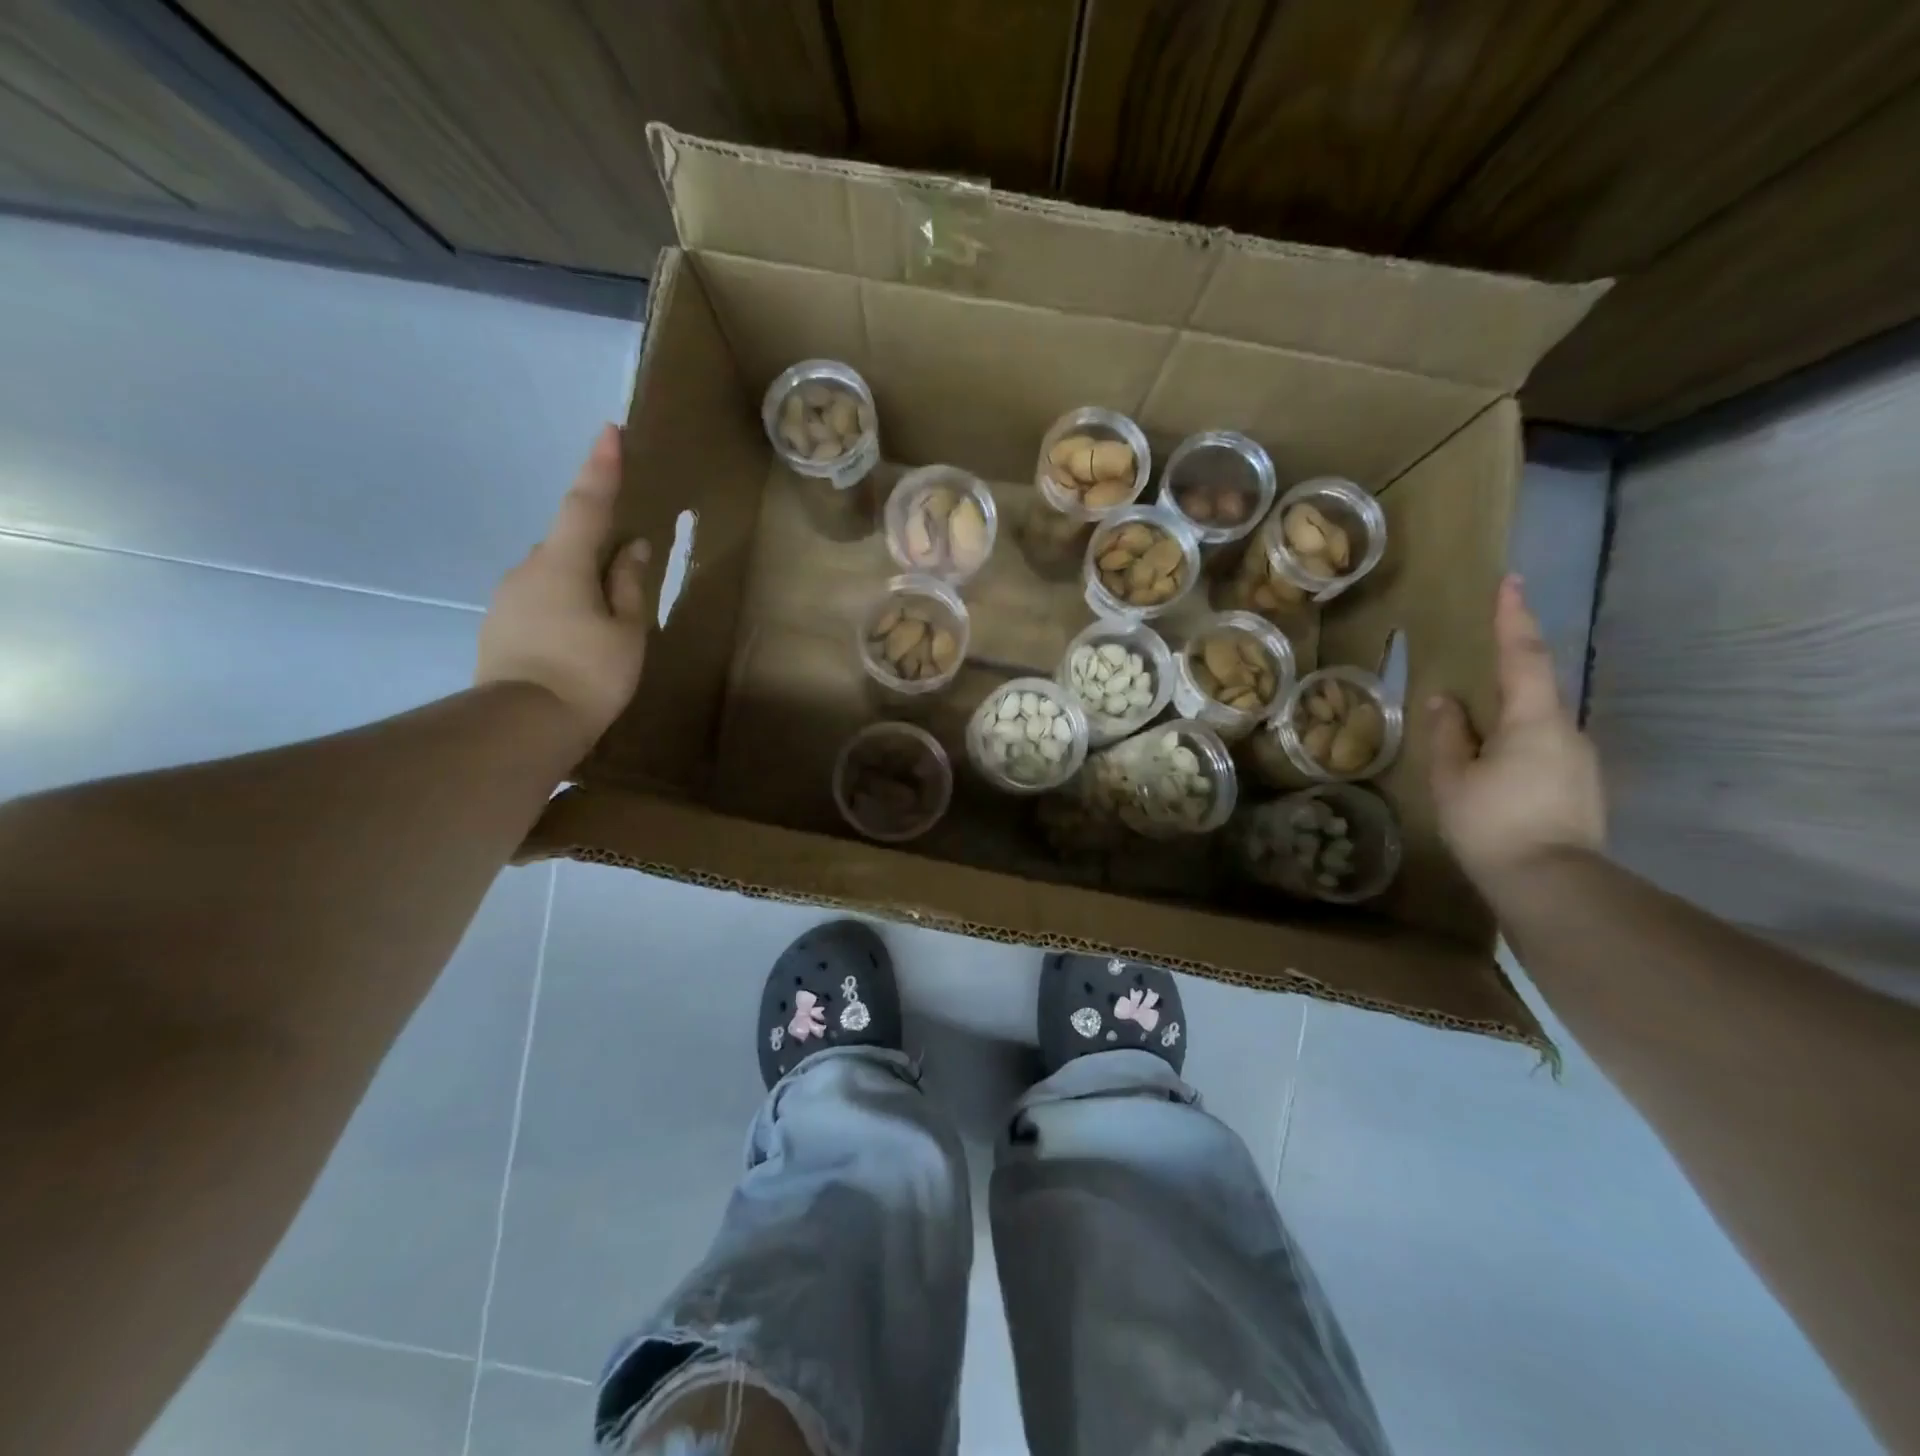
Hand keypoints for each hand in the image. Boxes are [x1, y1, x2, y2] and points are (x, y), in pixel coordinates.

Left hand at [476, 425, 650, 750]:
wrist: (523, 725)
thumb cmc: (588, 673)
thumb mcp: (626, 630)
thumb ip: (629, 584)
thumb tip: (634, 546)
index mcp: (564, 562)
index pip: (586, 503)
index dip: (601, 467)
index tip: (609, 430)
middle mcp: (528, 568)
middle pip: (568, 544)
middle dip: (595, 551)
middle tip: (623, 584)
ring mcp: (507, 597)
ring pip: (553, 575)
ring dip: (579, 587)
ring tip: (602, 631)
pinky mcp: (499, 624)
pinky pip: (539, 600)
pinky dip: (562, 609)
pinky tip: (575, 645)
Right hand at [1428, 574, 1604, 887]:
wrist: (1551, 883)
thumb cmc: (1492, 823)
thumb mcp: (1453, 778)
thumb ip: (1448, 734)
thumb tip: (1444, 700)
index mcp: (1533, 720)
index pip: (1523, 656)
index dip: (1514, 618)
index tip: (1510, 582)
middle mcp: (1566, 729)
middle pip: (1536, 685)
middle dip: (1510, 664)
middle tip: (1483, 653)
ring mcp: (1578, 758)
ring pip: (1538, 720)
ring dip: (1508, 712)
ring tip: (1474, 728)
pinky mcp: (1579, 784)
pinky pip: (1542, 746)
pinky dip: (1516, 740)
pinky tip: (1493, 765)